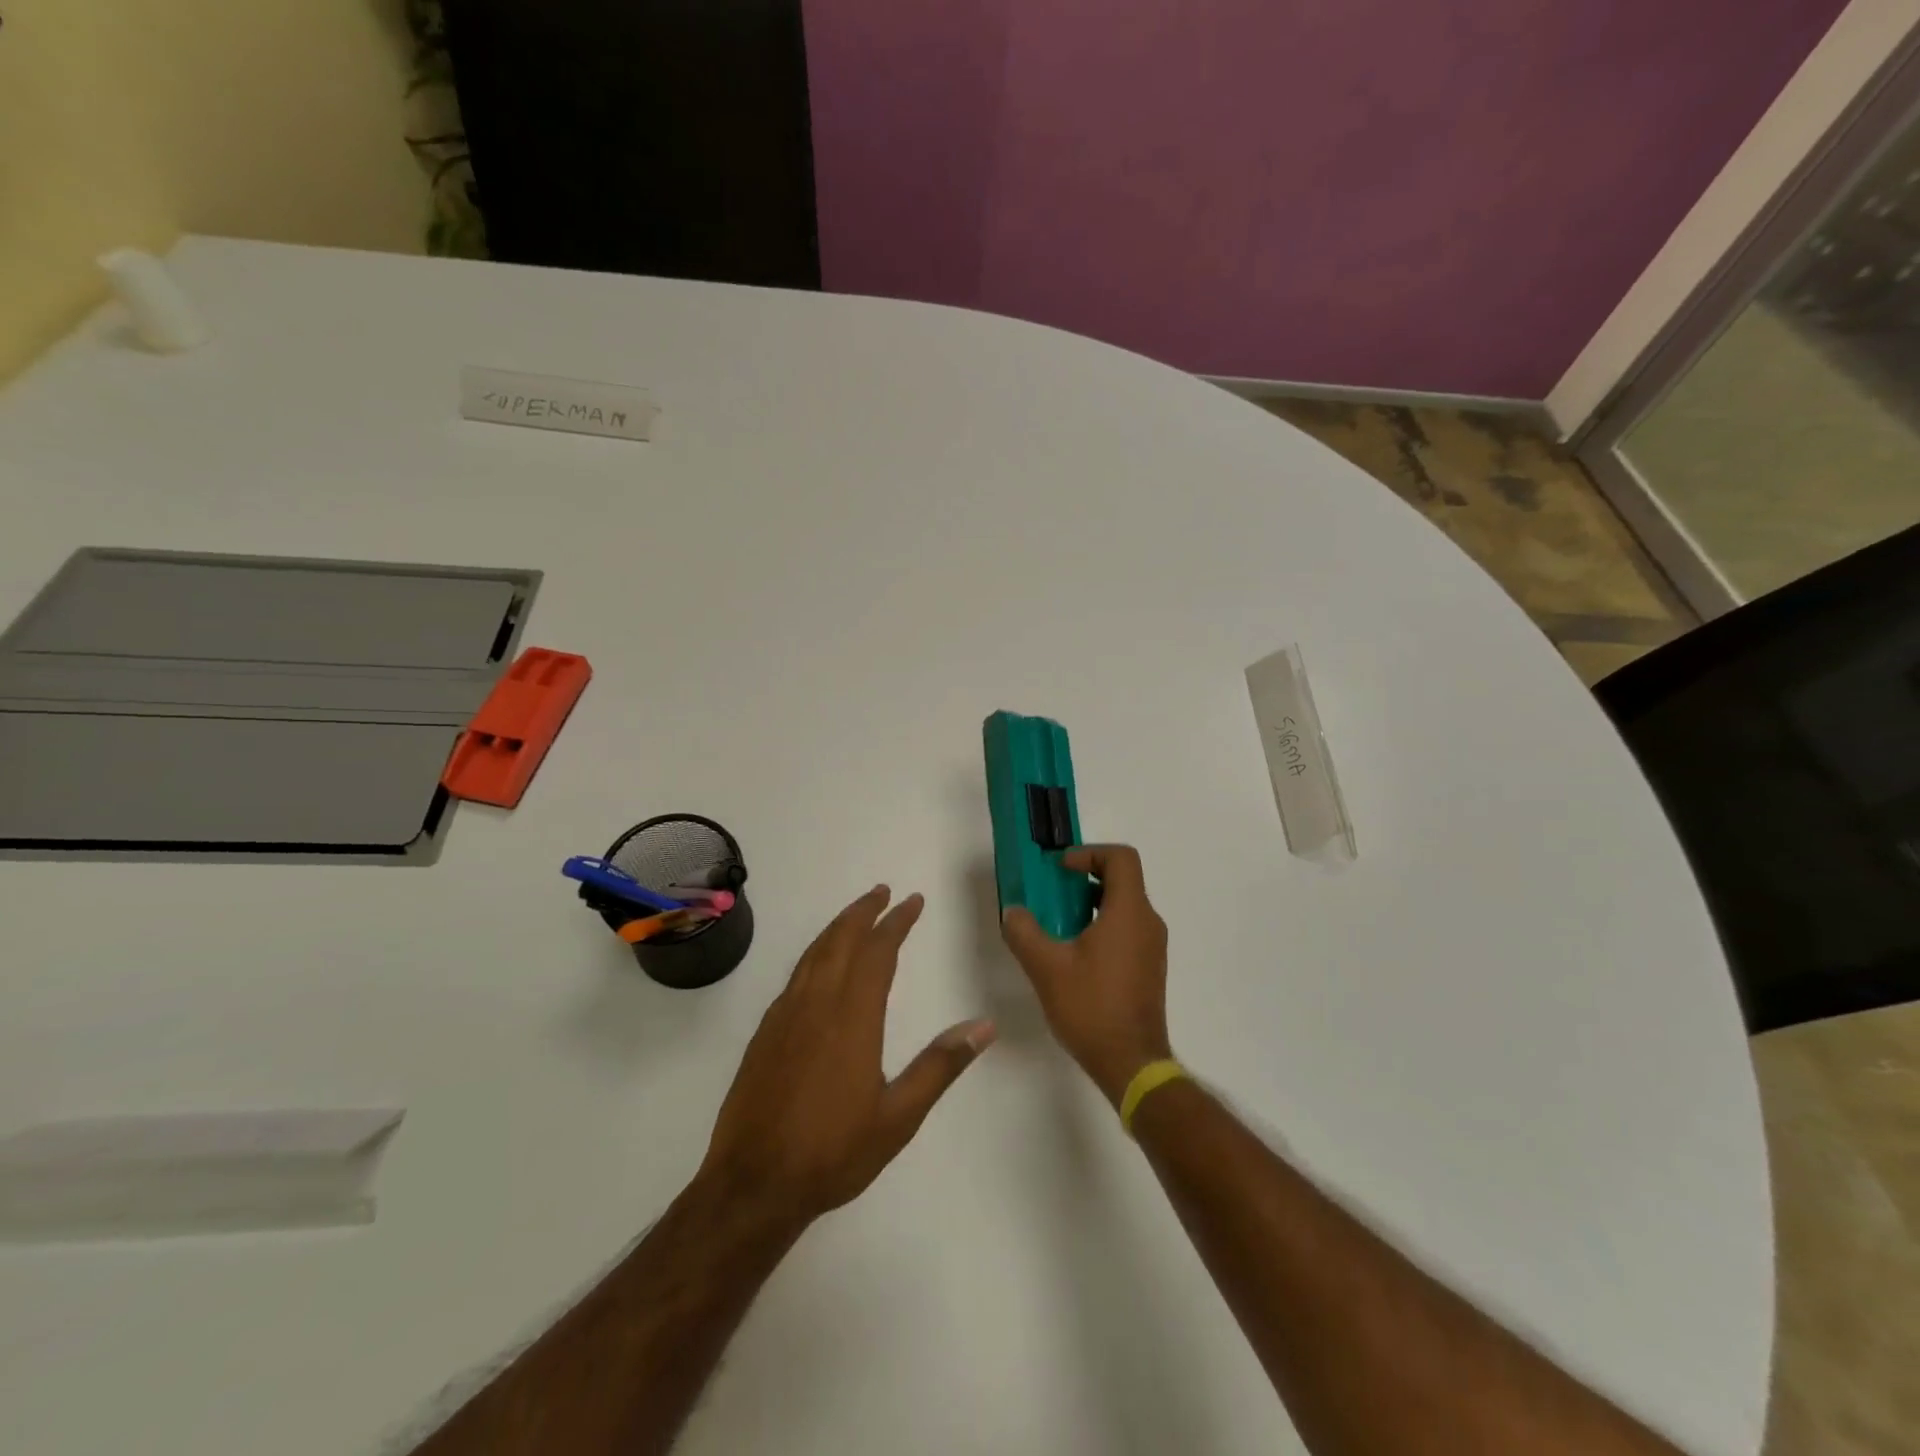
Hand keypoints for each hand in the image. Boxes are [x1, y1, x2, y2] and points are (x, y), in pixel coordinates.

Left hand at [697, 886, 995, 1225]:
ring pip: (814, 954)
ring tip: (856, 915)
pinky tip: (820, 965)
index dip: (897, 922)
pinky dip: (815, 954)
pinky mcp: (765, 1032)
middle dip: (864, 912)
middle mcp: (817, 1004)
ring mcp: (785, 1016)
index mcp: (852, 1018)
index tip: (913, 901)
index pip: (878, 953)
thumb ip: (940, 1066)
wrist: (753, 1185)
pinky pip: (795, 975)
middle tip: (883, 892)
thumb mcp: (899, 1117)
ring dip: (837, 927)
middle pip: (841, 941)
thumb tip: (984, 1026)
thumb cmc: (833, 1152)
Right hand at [1001, 844, 1171, 1104]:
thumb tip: (1013, 912)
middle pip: (1123, 879)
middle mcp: (1148, 922)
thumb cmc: (1091, 1008)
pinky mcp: (1150, 968)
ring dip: (1092, 904)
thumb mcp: (1046, 967)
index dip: (1090, 853)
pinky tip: (1075, 954)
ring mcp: (1153, 947)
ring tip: (1058, 924)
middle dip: (1085, 878)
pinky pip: (1127, 930)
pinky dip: (1102, 926)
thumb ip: (1024, 932)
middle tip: (1052, 893)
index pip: (1121, 858)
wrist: (1131, 1064)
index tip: (1061, 870)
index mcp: (1129, 912)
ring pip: (1124, 906)